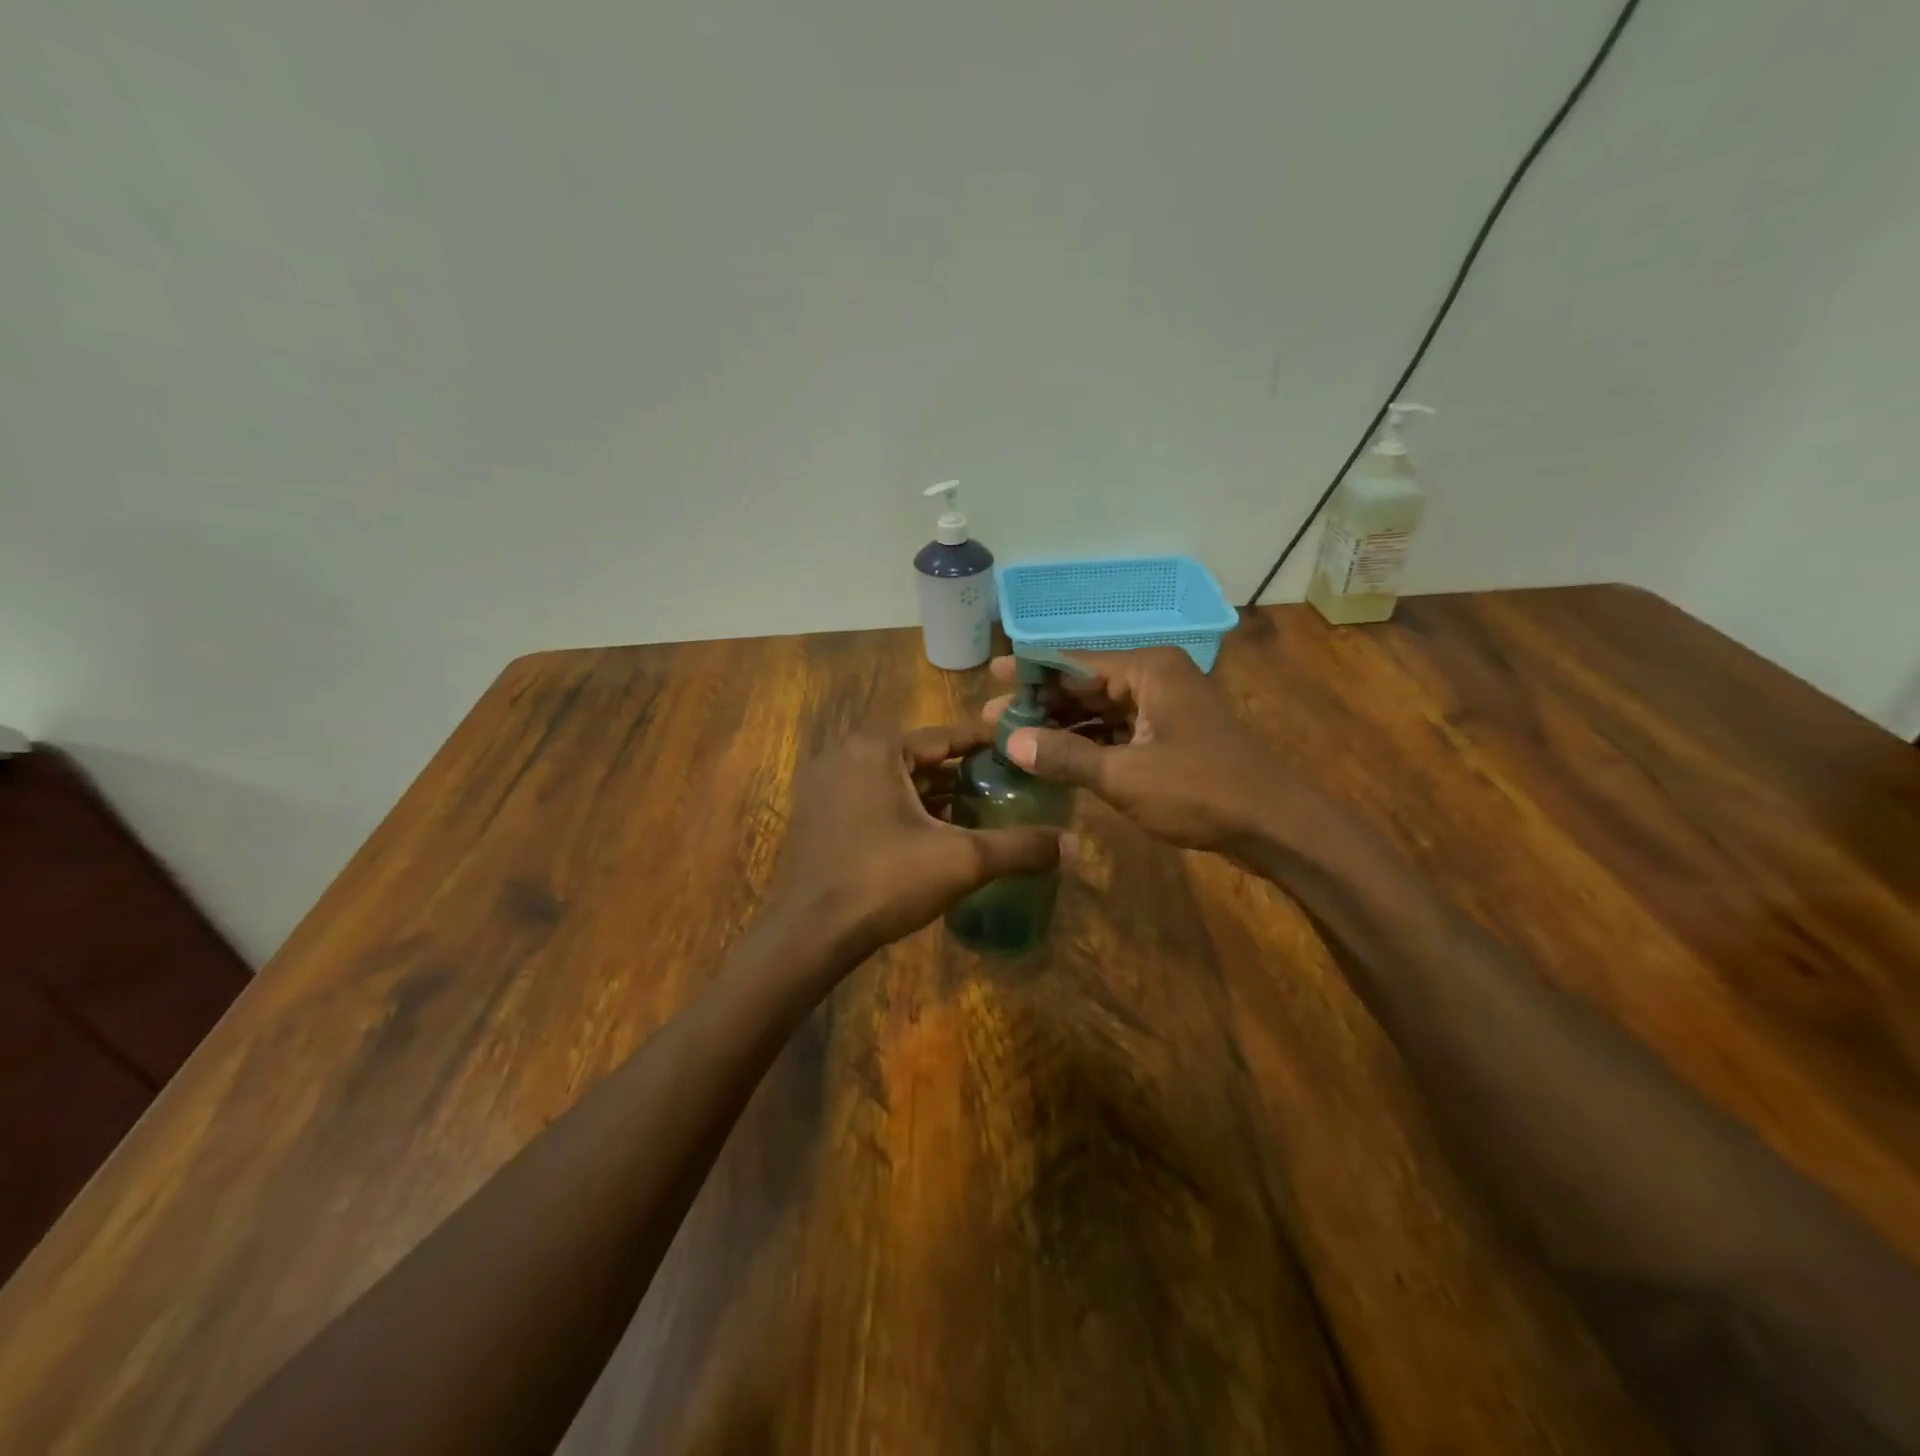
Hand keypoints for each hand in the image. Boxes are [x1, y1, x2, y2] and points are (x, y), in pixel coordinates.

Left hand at [762, 725, 1066, 963]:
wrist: (808, 934)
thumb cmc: (883, 882)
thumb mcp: (961, 861)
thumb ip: (1019, 847)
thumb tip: (1075, 845)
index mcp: (877, 748)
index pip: (946, 736)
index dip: (987, 744)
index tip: (1022, 747)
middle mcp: (846, 754)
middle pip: (920, 757)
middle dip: (962, 772)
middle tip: (1006, 785)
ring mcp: (825, 785)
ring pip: (895, 780)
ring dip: (933, 794)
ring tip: (978, 809)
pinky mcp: (817, 815)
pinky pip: (872, 799)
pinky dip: (904, 809)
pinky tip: (934, 833)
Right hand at [982, 647, 1318, 851]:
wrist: (1274, 824)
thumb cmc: (1200, 791)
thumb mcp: (1125, 775)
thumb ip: (1066, 756)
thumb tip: (1011, 742)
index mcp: (1147, 669)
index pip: (1074, 662)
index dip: (1029, 672)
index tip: (990, 676)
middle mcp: (1155, 678)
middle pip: (1085, 685)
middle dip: (1041, 703)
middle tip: (992, 720)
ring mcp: (1164, 707)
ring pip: (1100, 710)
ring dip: (1062, 726)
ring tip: (1015, 740)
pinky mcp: (1169, 736)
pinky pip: (1117, 730)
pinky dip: (1088, 743)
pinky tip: (1056, 757)